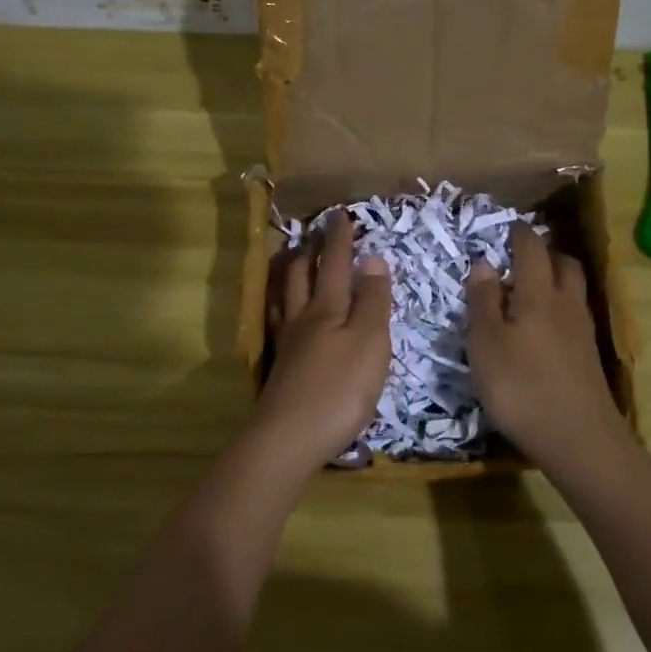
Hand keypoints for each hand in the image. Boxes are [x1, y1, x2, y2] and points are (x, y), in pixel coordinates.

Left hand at [244, 213, 391, 472]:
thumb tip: (372, 259)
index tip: (340, 214)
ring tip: (292, 260)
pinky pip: (277, 321)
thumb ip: (372, 301)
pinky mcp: (280, 368)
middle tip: (314, 233)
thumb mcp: (370, 342)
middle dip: (310, 250)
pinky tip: (282, 313)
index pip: (335, 263)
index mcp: (328, 308)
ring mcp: (287, 344)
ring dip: (289, 273)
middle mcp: (302, 318)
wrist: (289, 438)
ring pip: (283, 296)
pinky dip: (280, 304)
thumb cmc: (339, 388)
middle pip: (301, 275)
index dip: (340, 239)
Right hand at [466, 225, 627, 464]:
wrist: (578, 439)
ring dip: (557, 279)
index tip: (509, 226)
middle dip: (546, 252)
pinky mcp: (588, 357)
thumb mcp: (486, 343)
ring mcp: (582, 331)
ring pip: (573, 290)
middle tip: (523, 255)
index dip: (520, 234)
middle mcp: (566, 304)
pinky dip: (560, 308)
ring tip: (532, 288)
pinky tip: (545, 327)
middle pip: (564, 264)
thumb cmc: (520, 387)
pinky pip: (575, 315)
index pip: (531, 250)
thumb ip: (483, 302)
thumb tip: (484, 263)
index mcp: (538, 294)